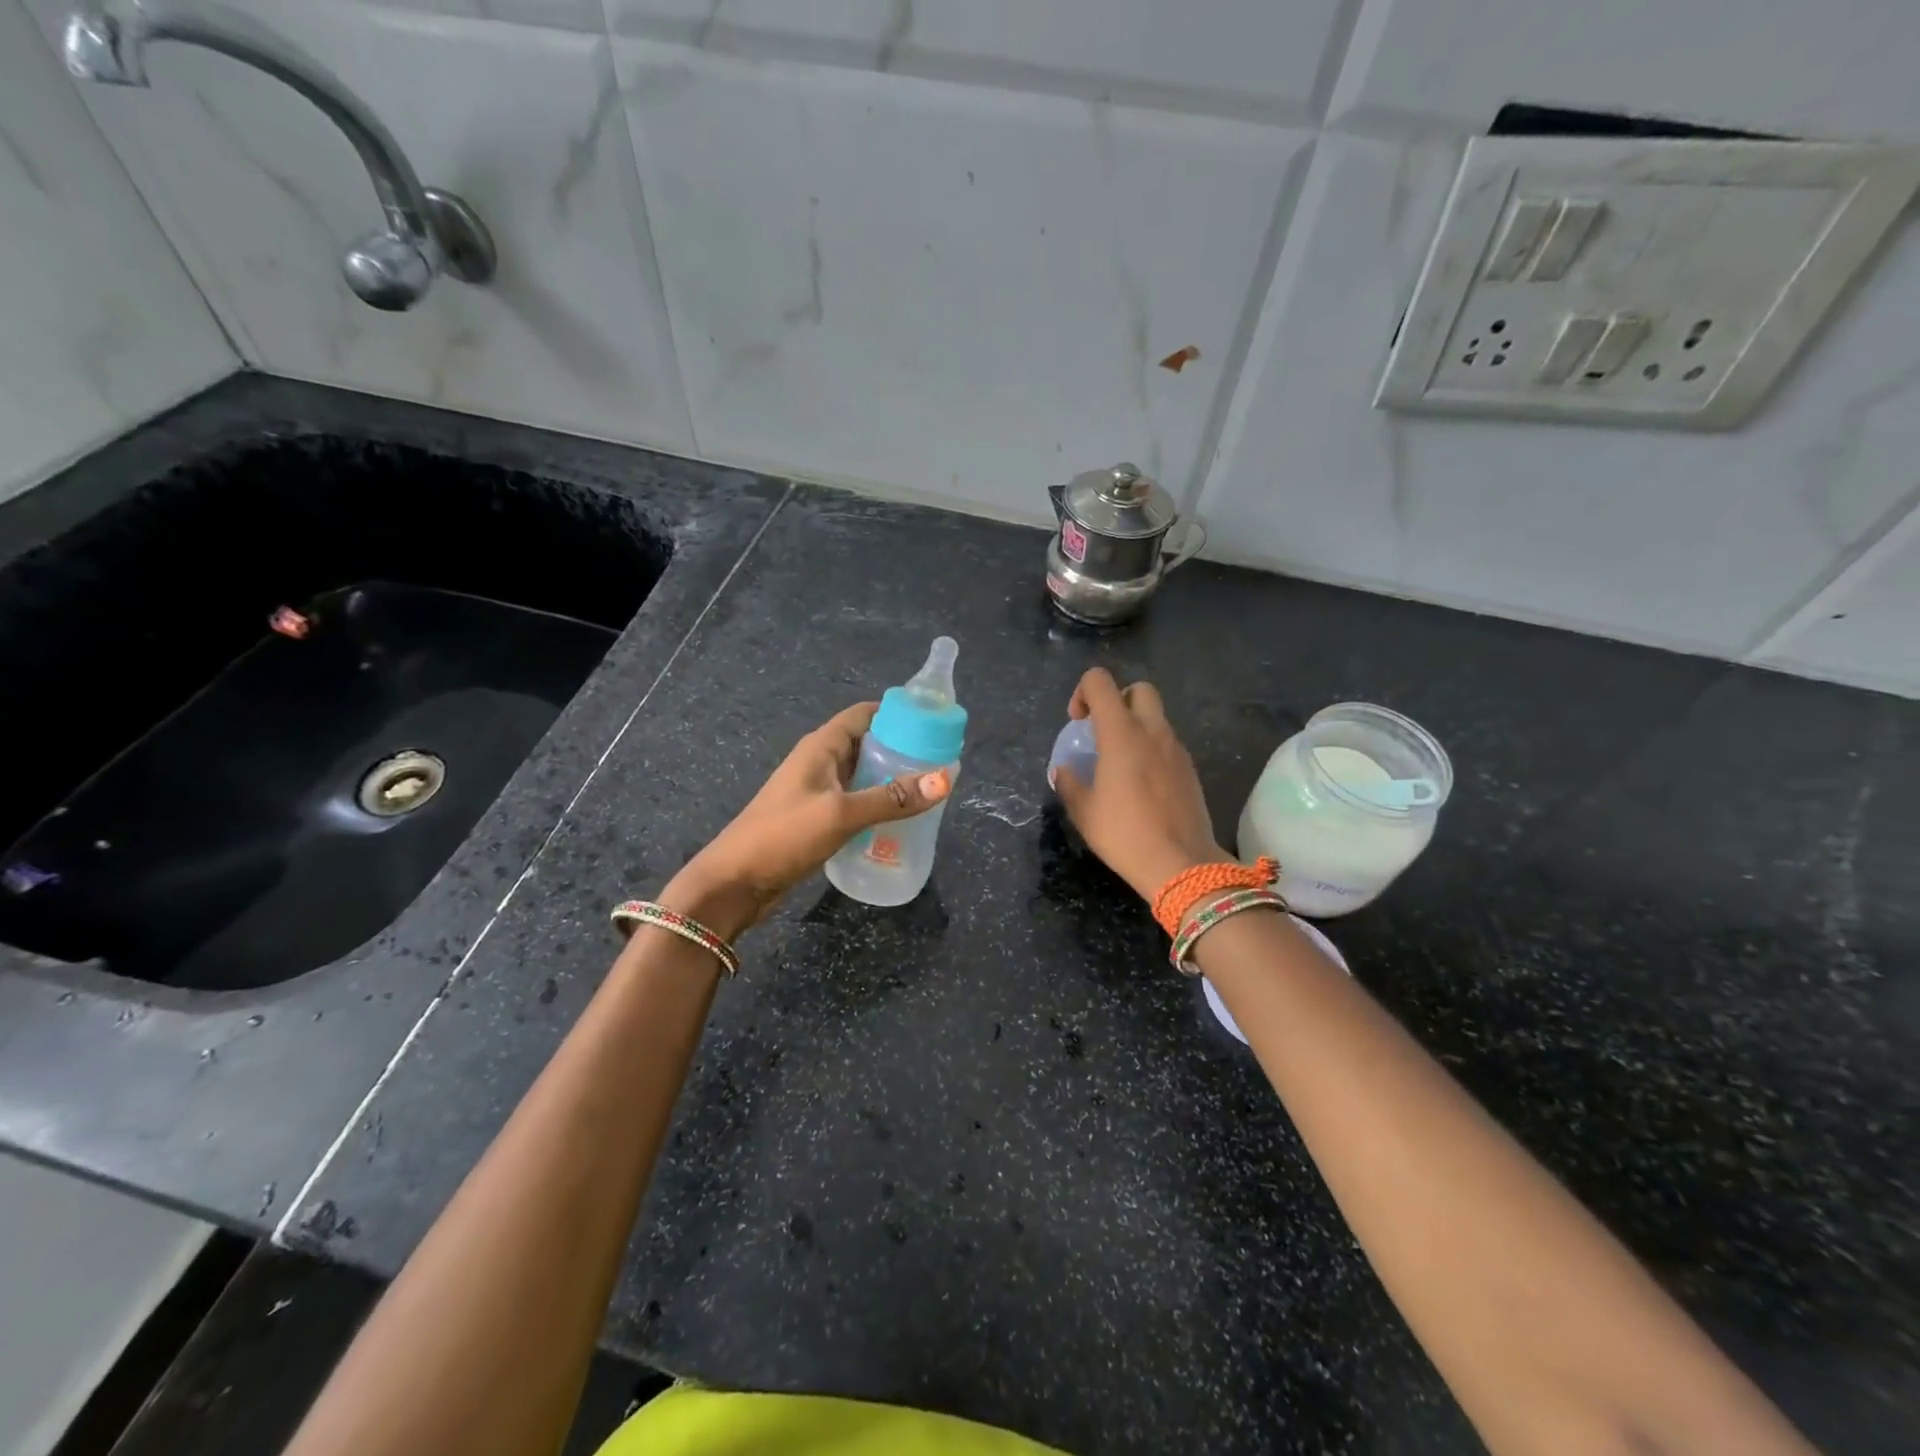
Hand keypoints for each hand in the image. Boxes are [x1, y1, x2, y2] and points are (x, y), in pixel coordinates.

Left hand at [662, 702, 950, 938]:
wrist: (734, 884)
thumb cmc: (783, 837)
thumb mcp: (841, 814)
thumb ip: (892, 798)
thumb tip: (944, 779)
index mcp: (820, 747)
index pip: (863, 714)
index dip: (897, 713)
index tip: (934, 722)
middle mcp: (819, 762)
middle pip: (866, 743)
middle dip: (901, 749)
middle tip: (940, 761)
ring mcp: (817, 792)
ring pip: (862, 775)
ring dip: (891, 779)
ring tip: (929, 790)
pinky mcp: (817, 819)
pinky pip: (855, 801)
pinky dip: (878, 804)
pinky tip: (901, 820)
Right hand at [1054, 668, 1223, 900]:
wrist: (1182, 864)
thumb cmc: (1125, 834)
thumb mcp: (1084, 812)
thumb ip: (1069, 784)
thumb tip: (1063, 771)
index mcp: (1121, 734)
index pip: (1100, 682)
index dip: (1083, 692)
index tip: (1077, 722)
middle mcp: (1153, 731)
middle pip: (1138, 690)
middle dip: (1117, 700)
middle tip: (1103, 733)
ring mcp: (1176, 749)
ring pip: (1156, 717)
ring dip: (1136, 727)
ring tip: (1120, 764)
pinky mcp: (1190, 769)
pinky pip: (1168, 743)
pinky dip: (1151, 749)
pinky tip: (1141, 784)